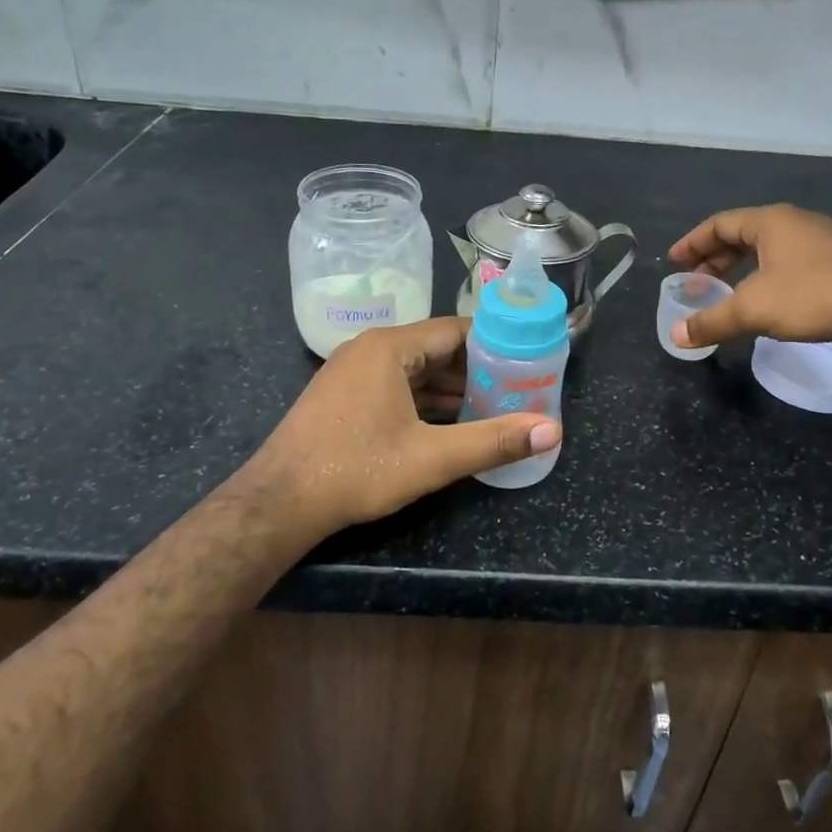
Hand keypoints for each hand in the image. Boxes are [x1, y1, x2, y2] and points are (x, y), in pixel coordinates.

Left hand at [243, 317, 559, 539]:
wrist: (279, 502)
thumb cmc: (356, 470)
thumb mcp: (432, 458)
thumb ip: (493, 441)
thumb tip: (552, 431)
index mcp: (390, 348)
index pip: (455, 330)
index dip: (495, 344)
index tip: (528, 360)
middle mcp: (370, 349)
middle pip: (436, 348)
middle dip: (477, 369)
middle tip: (517, 387)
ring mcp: (352, 372)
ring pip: (415, 370)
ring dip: (451, 388)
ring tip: (493, 406)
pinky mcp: (344, 396)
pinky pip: (395, 386)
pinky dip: (424, 400)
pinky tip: (450, 422)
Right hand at [668, 205, 831, 349]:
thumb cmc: (812, 296)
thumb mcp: (753, 310)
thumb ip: (711, 321)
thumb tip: (675, 336)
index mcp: (770, 221)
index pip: (718, 224)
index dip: (692, 243)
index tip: (674, 263)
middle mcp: (794, 222)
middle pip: (742, 235)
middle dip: (714, 260)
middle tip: (695, 283)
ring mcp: (820, 238)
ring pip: (767, 249)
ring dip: (740, 269)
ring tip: (726, 293)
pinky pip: (788, 261)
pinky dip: (765, 276)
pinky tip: (766, 299)